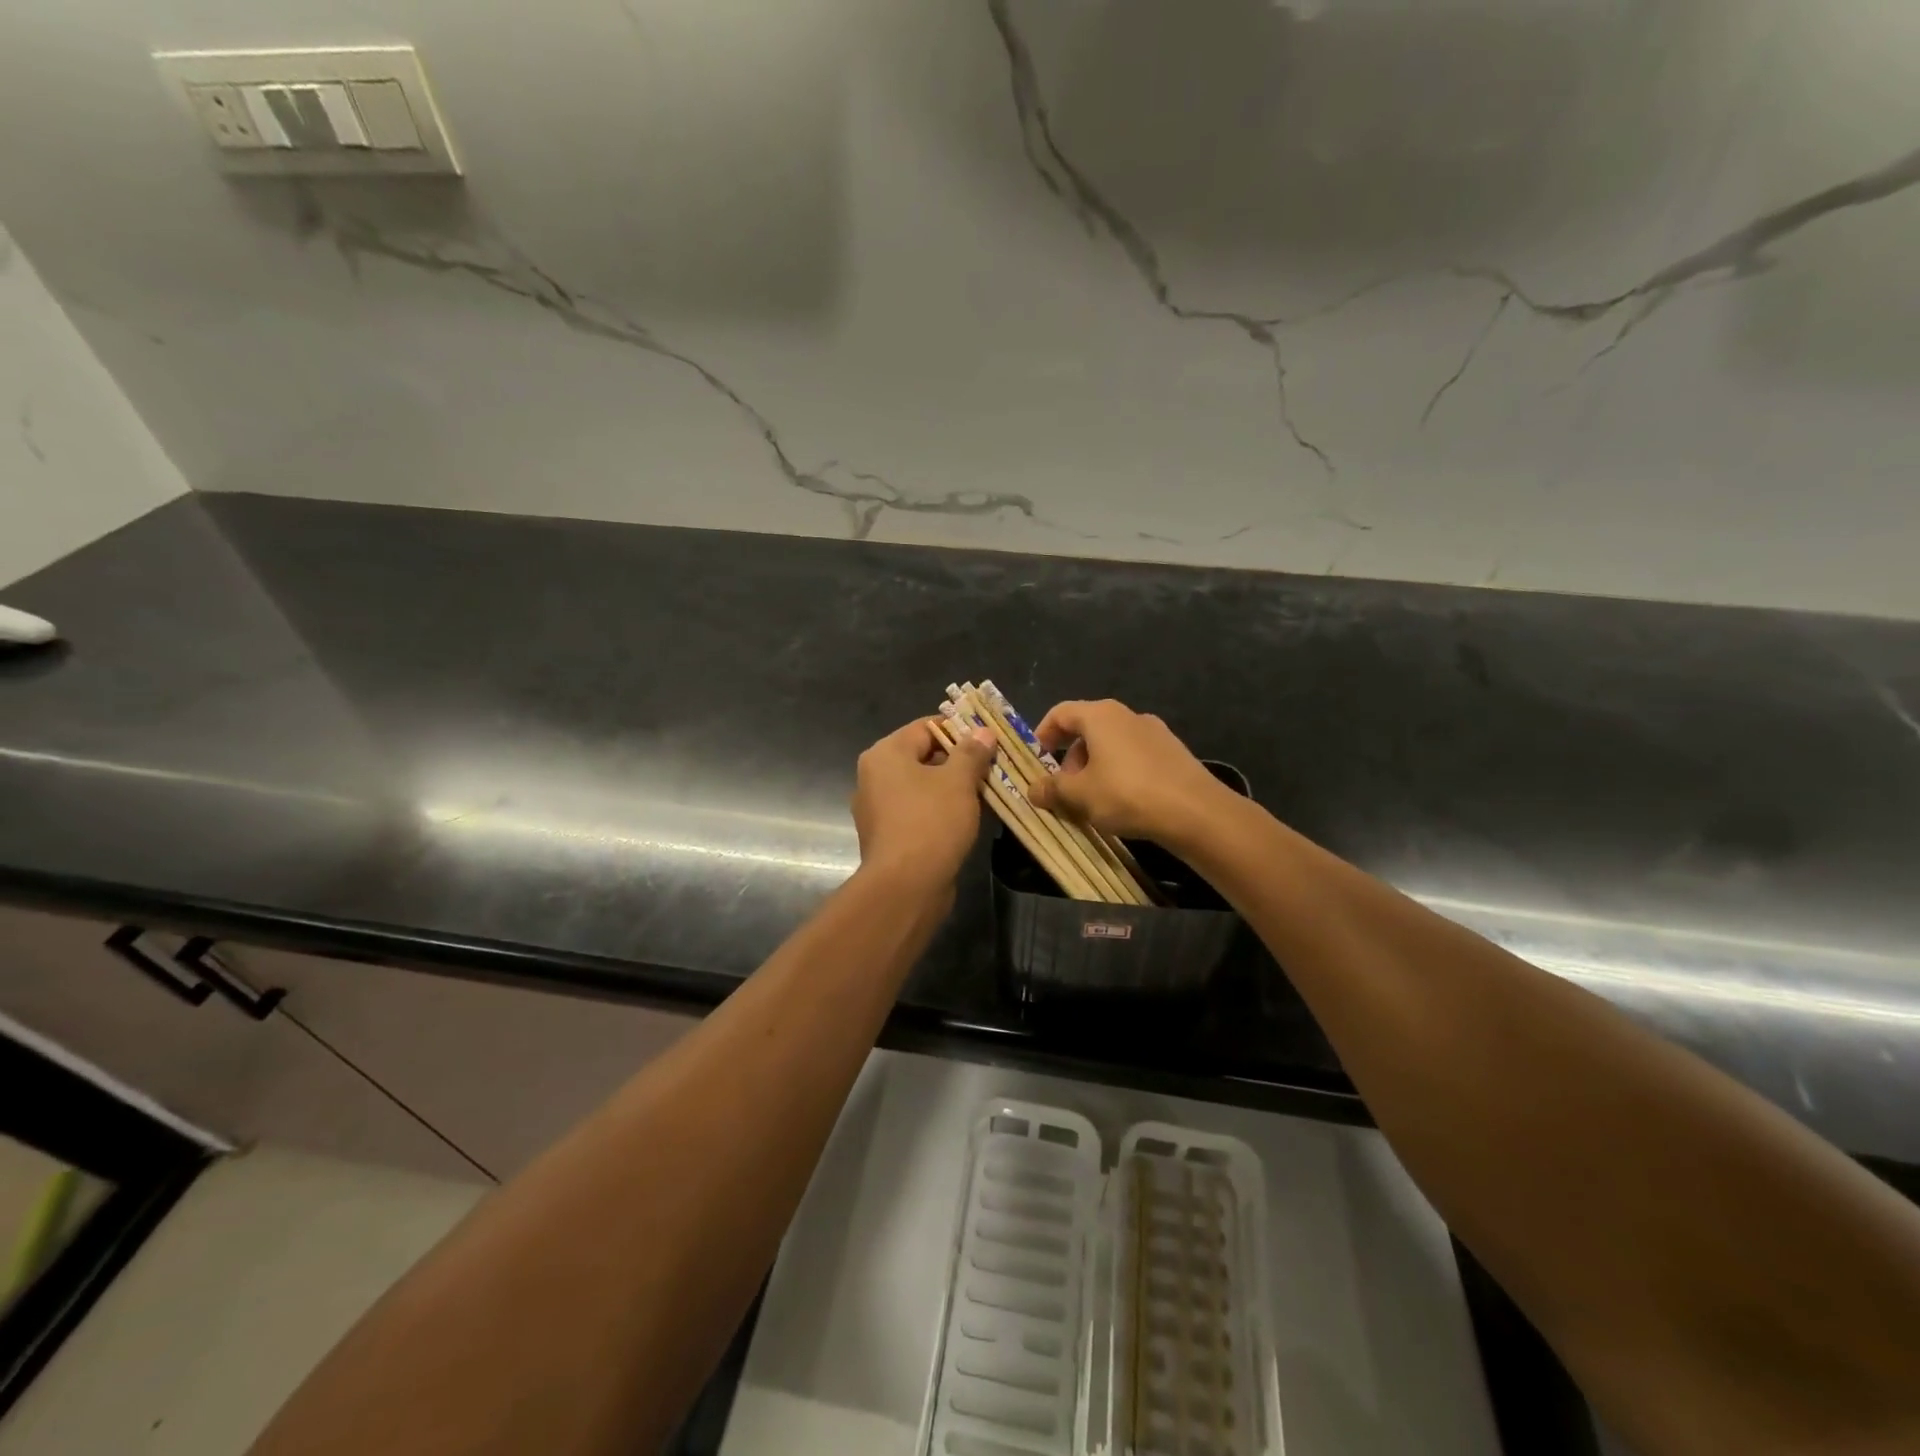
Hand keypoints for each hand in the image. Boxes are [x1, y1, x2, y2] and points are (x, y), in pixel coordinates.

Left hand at [851, 717, 997, 895]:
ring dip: (953, 788)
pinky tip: (968, 818)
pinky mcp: (888, 836)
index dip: (959, 730)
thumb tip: (983, 732)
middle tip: (993, 765)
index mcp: (885, 754)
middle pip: (923, 756)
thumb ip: (972, 752)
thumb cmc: (930, 822)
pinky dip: (941, 811)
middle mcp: (874, 777)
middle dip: (959, 760)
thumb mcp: (958, 781)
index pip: (925, 727)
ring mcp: (878, 809)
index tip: (989, 738)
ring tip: (987, 791)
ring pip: (922, 787)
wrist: (906, 887)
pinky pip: (918, 812)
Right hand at [1026, 699, 1230, 846]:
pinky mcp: (1173, 753)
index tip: (1037, 759)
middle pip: (1087, 729)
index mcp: (1100, 716)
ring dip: (1094, 767)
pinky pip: (1134, 756)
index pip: (1061, 713)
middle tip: (1065, 789)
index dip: (1043, 733)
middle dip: (1070, 758)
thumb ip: (1052, 789)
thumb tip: (1032, 789)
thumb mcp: (1080, 795)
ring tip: (1092, 800)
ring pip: (1112, 744)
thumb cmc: (1127, 794)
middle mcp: (1127, 715)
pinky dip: (1119, 772)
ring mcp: (1155, 732)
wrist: (1196, 812)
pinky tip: (1123, 802)